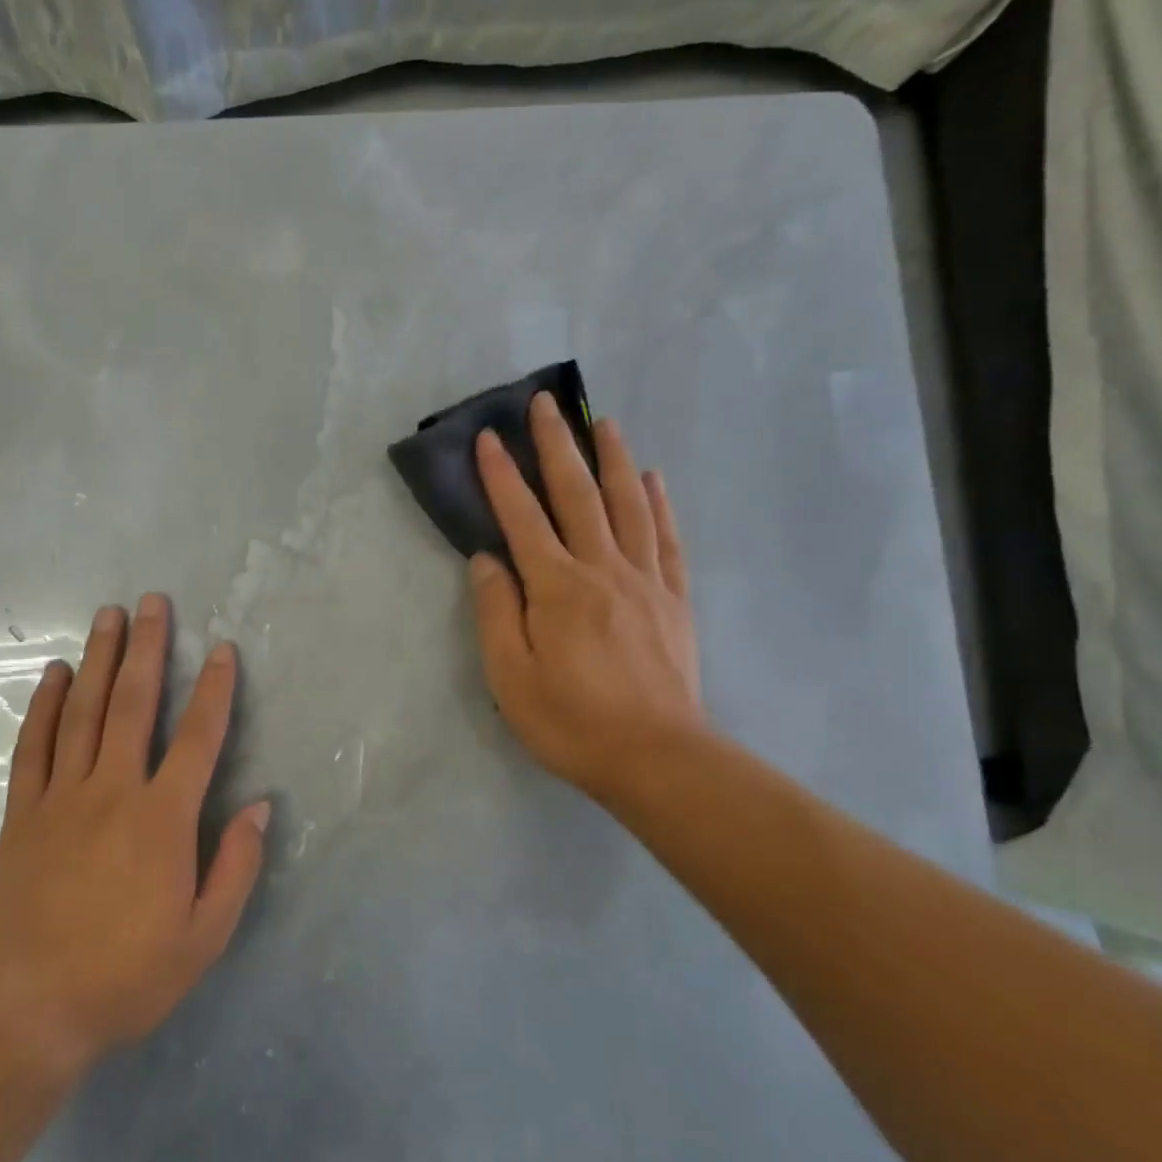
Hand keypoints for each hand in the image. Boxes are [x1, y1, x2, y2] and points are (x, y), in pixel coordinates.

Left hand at [0, 595, 266, 1076]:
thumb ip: (236, 866)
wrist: (27, 1010)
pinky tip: (53, 674)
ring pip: (83, 712)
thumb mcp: (204, 937)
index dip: (214, 690)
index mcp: (163, 819)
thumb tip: (261, 806)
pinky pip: (35, 746)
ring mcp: (63, 797)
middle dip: (147, 648)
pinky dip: (44, 705)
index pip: (198, 738)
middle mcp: (114, 791)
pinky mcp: (24, 813)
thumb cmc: (126, 976)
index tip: (221, 649)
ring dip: (99, 659)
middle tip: (152, 601)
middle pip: (134, 704)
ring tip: (108, 615)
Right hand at [469, 393, 705, 808]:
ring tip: (602, 421)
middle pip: (577, 495)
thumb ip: (496, 612)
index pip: (522, 518)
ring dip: (613, 459)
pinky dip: (658, 503)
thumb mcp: (510, 676)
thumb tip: (487, 560)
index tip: (489, 437)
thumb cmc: (571, 722)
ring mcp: (645, 581)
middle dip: (557, 446)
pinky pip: (667, 539)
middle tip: (545, 403)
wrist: (656, 759)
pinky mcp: (673, 599)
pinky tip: (653, 479)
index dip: (502, 476)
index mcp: (557, 588)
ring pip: (628, 505)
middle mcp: (602, 570)